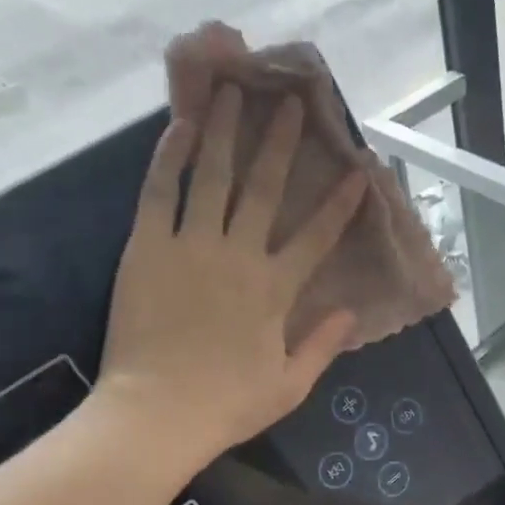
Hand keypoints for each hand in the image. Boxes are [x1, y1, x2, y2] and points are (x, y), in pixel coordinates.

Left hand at [99, 85, 363, 458]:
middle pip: (264, 189)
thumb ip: (322, 345)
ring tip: (231, 90)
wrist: (157, 414)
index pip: (316, 237)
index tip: (357, 171)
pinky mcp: (146, 248)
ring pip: (212, 177)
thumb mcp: (290, 386)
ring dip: (224, 131)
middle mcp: (238, 255)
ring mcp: (190, 246)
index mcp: (275, 290)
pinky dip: (170, 158)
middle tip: (291, 102)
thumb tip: (350, 312)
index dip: (339, 203)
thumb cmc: (227, 405)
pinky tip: (180, 126)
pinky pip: (160, 193)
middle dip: (281, 143)